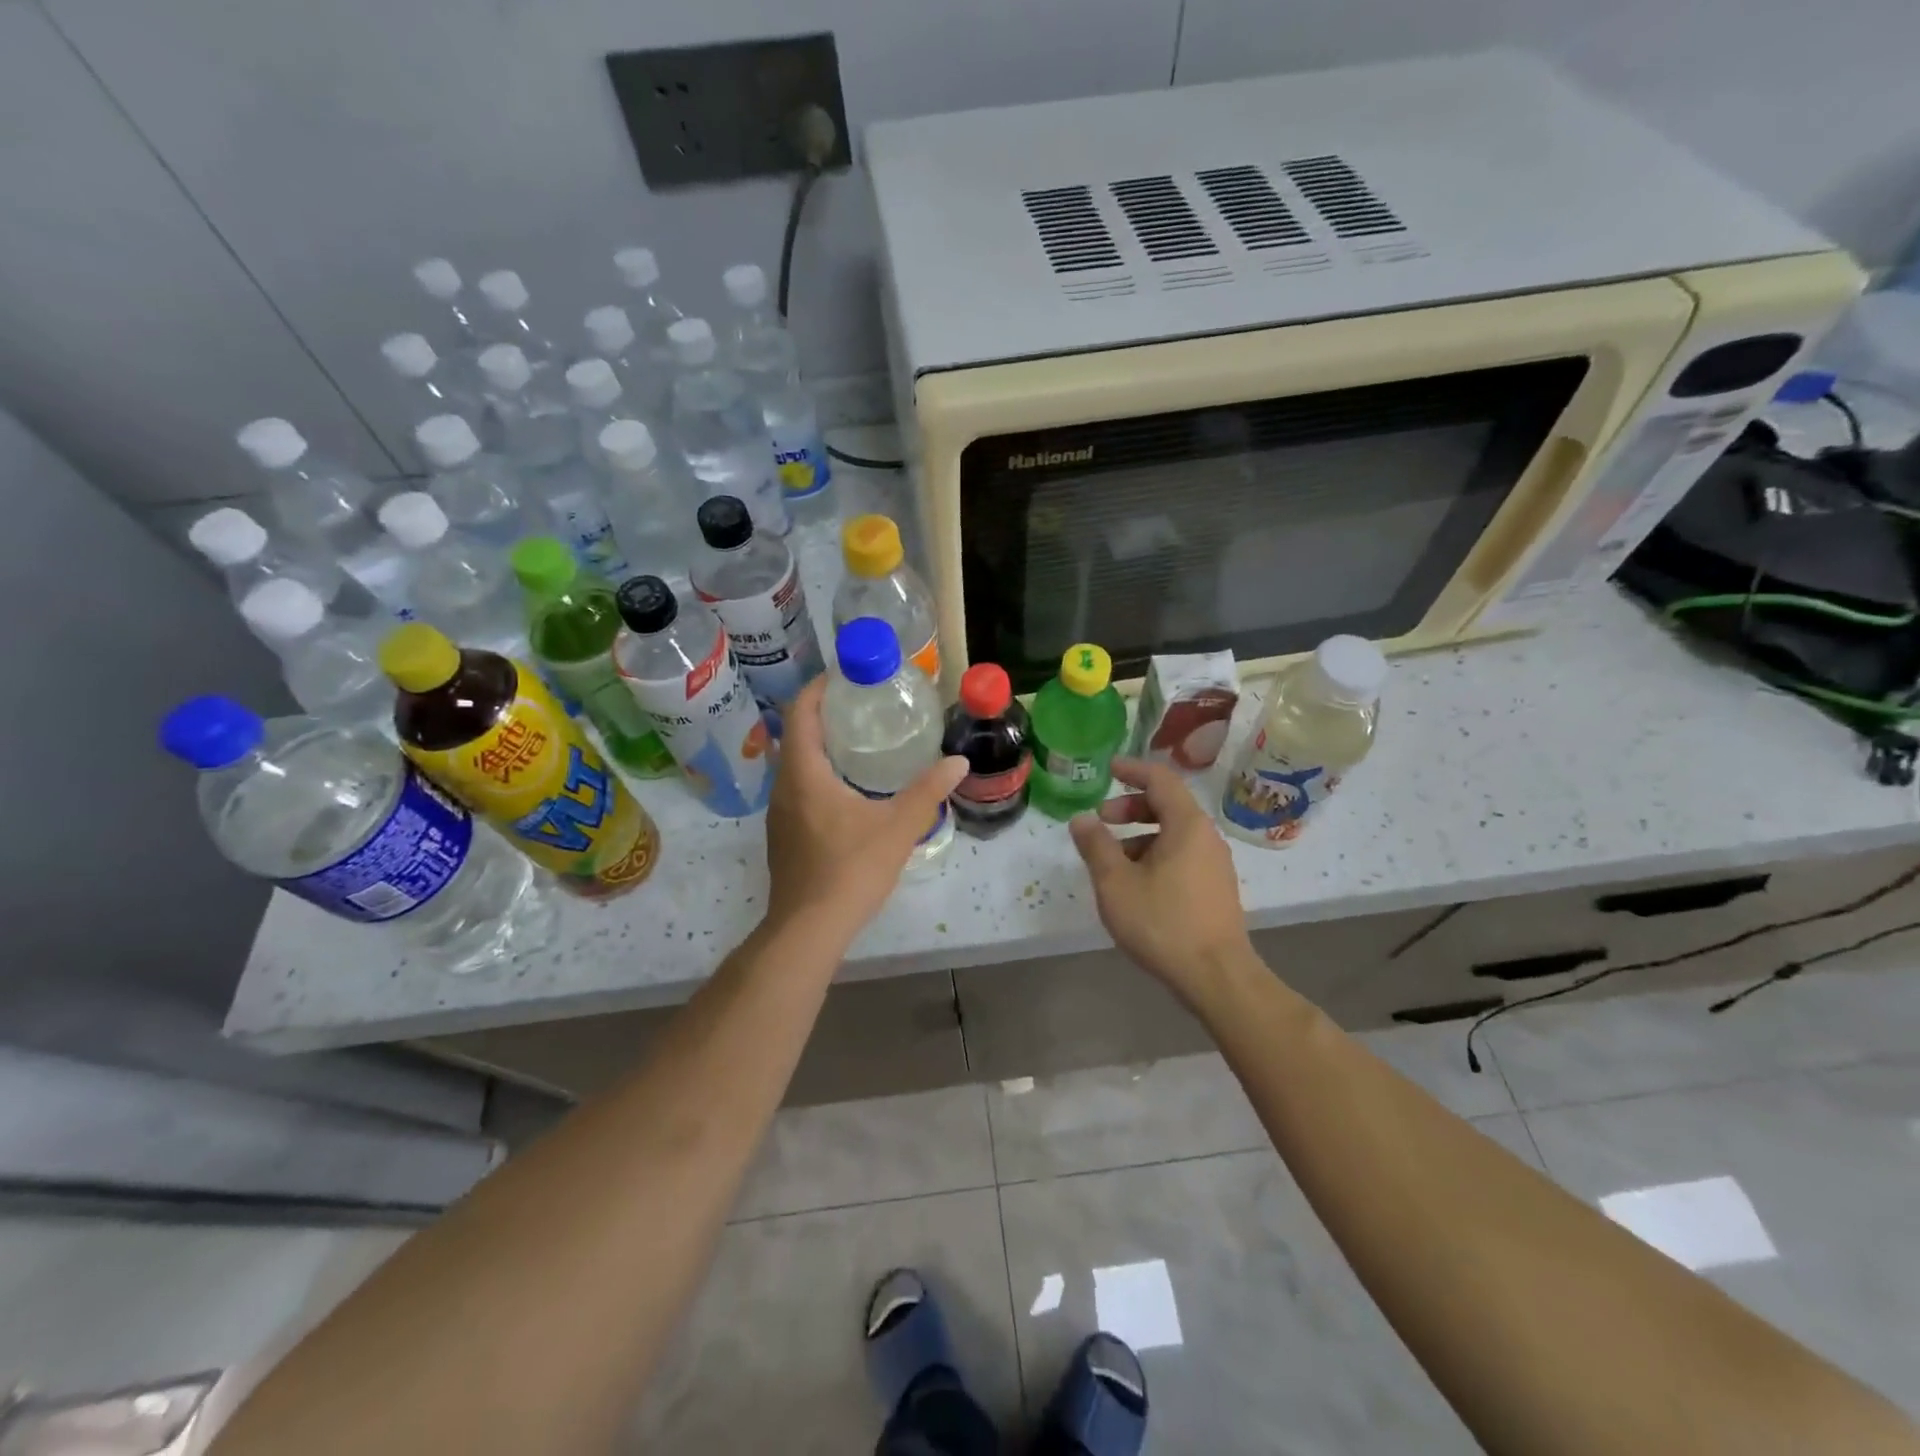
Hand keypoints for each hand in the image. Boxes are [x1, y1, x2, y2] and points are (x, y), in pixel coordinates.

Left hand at [763, 678, 968, 941]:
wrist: (808, 929)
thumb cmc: (850, 870)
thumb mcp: (898, 827)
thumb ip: (928, 791)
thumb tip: (959, 761)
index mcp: (804, 774)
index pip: (800, 712)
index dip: (819, 688)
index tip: (845, 675)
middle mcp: (784, 786)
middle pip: (796, 734)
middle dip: (825, 714)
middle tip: (864, 705)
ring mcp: (780, 813)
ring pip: (796, 763)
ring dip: (821, 745)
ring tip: (861, 741)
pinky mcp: (784, 834)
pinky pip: (798, 787)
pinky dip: (819, 773)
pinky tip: (850, 789)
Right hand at [1068, 758, 1250, 999]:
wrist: (1217, 977)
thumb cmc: (1162, 922)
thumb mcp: (1116, 882)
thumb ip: (1096, 846)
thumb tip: (1082, 819)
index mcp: (1187, 825)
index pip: (1161, 779)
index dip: (1132, 770)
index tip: (1108, 769)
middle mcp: (1206, 838)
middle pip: (1168, 805)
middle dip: (1131, 806)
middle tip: (1102, 819)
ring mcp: (1215, 865)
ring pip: (1174, 835)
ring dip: (1140, 836)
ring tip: (1111, 861)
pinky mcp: (1215, 890)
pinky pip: (1182, 856)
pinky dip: (1155, 855)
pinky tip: (1135, 885)